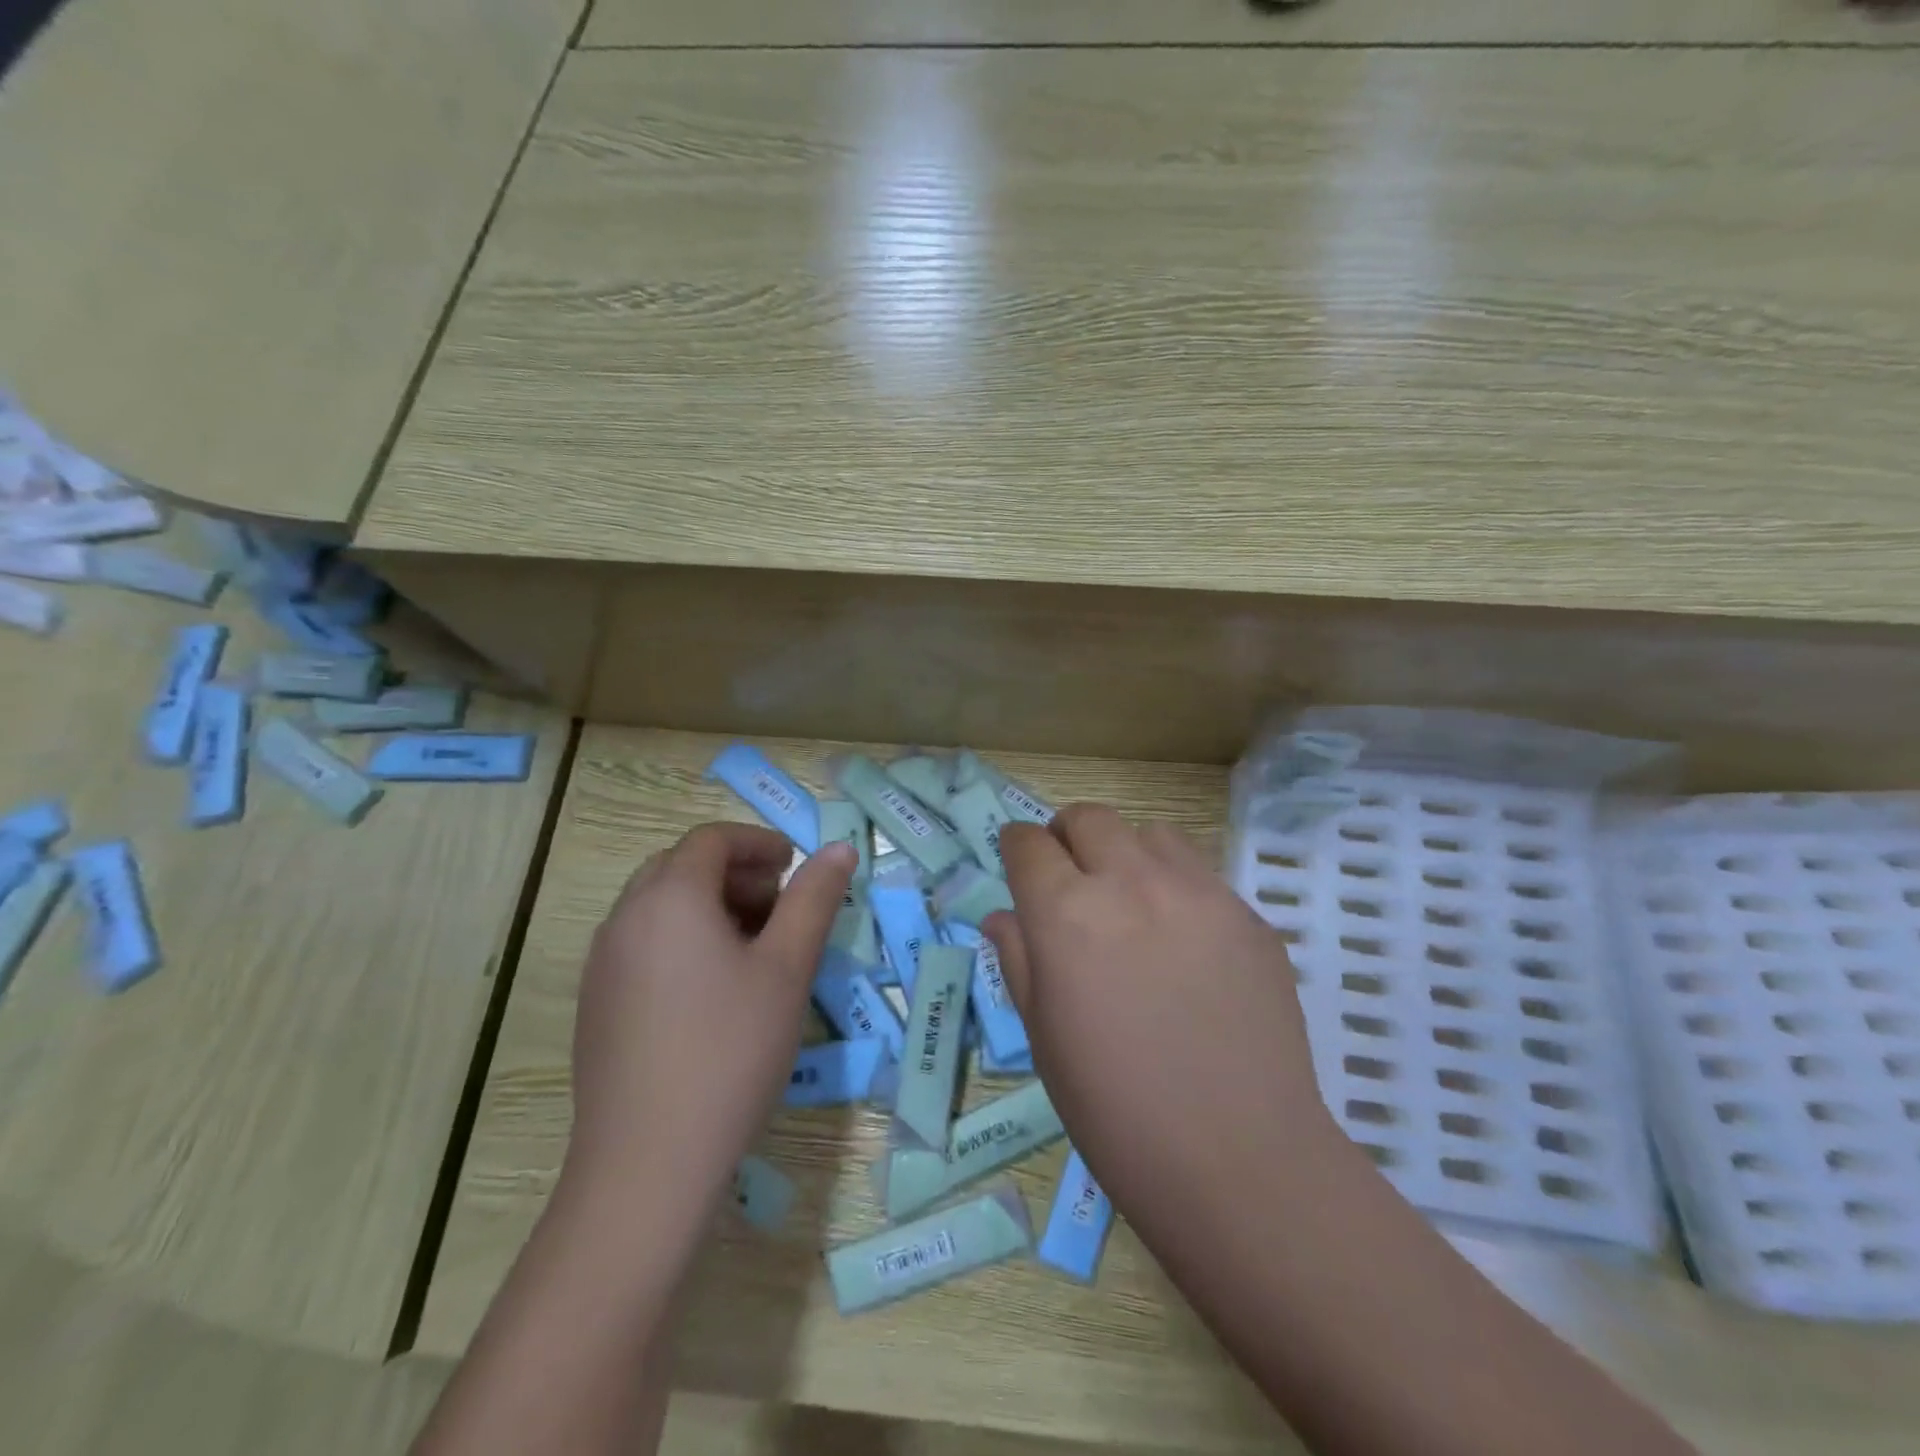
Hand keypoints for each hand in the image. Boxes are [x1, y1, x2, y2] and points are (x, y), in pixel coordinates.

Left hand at [560, 822, 855, 1243]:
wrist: (647, 1164)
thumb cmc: (731, 1050)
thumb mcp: (787, 968)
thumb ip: (814, 899)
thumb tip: (840, 848)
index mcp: (670, 897)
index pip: (712, 839)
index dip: (759, 844)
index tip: (796, 868)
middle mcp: (626, 917)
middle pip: (681, 866)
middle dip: (735, 873)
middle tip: (779, 907)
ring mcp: (603, 963)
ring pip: (659, 906)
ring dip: (709, 905)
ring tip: (753, 948)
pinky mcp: (597, 1003)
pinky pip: (643, 943)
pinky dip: (682, 939)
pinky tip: (713, 989)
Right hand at [985, 806, 1338, 1251]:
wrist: (1238, 1162)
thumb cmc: (1115, 1111)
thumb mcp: (1042, 1036)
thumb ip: (1018, 958)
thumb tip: (1004, 916)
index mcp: (1067, 913)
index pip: (1029, 843)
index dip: (1017, 849)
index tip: (1021, 867)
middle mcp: (1131, 883)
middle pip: (1089, 818)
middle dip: (1067, 837)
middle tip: (1070, 879)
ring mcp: (1199, 893)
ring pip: (1149, 834)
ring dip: (1126, 854)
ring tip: (1130, 904)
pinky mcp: (1248, 915)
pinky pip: (1200, 874)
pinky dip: (1176, 887)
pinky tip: (1184, 944)